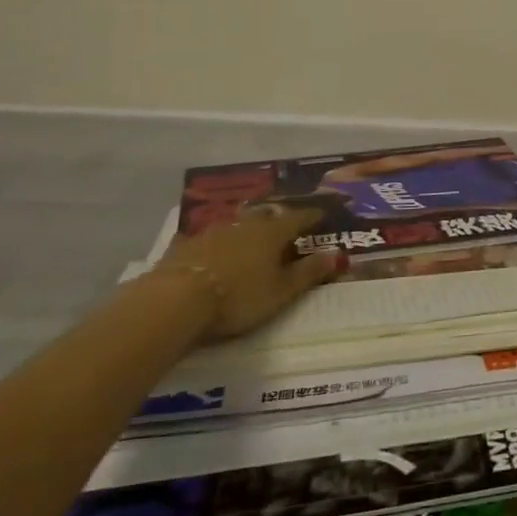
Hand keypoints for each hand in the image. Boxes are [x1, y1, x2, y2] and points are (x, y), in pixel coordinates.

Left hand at [153, 204, 341, 341]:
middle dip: (278, 220)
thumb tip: (339, 255)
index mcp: (272, 233)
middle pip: (266, 217)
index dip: (312, 217)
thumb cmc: (239, 297)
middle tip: (285, 225)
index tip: (322, 215)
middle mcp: (245, 225)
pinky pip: (204, 239)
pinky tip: (207, 247)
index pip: (299, 218)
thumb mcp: (281, 292)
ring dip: (246, 229)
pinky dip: (212, 243)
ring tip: (250, 236)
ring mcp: (212, 232)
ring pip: (236, 225)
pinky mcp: (185, 246)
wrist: (177, 300)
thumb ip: (309, 273)